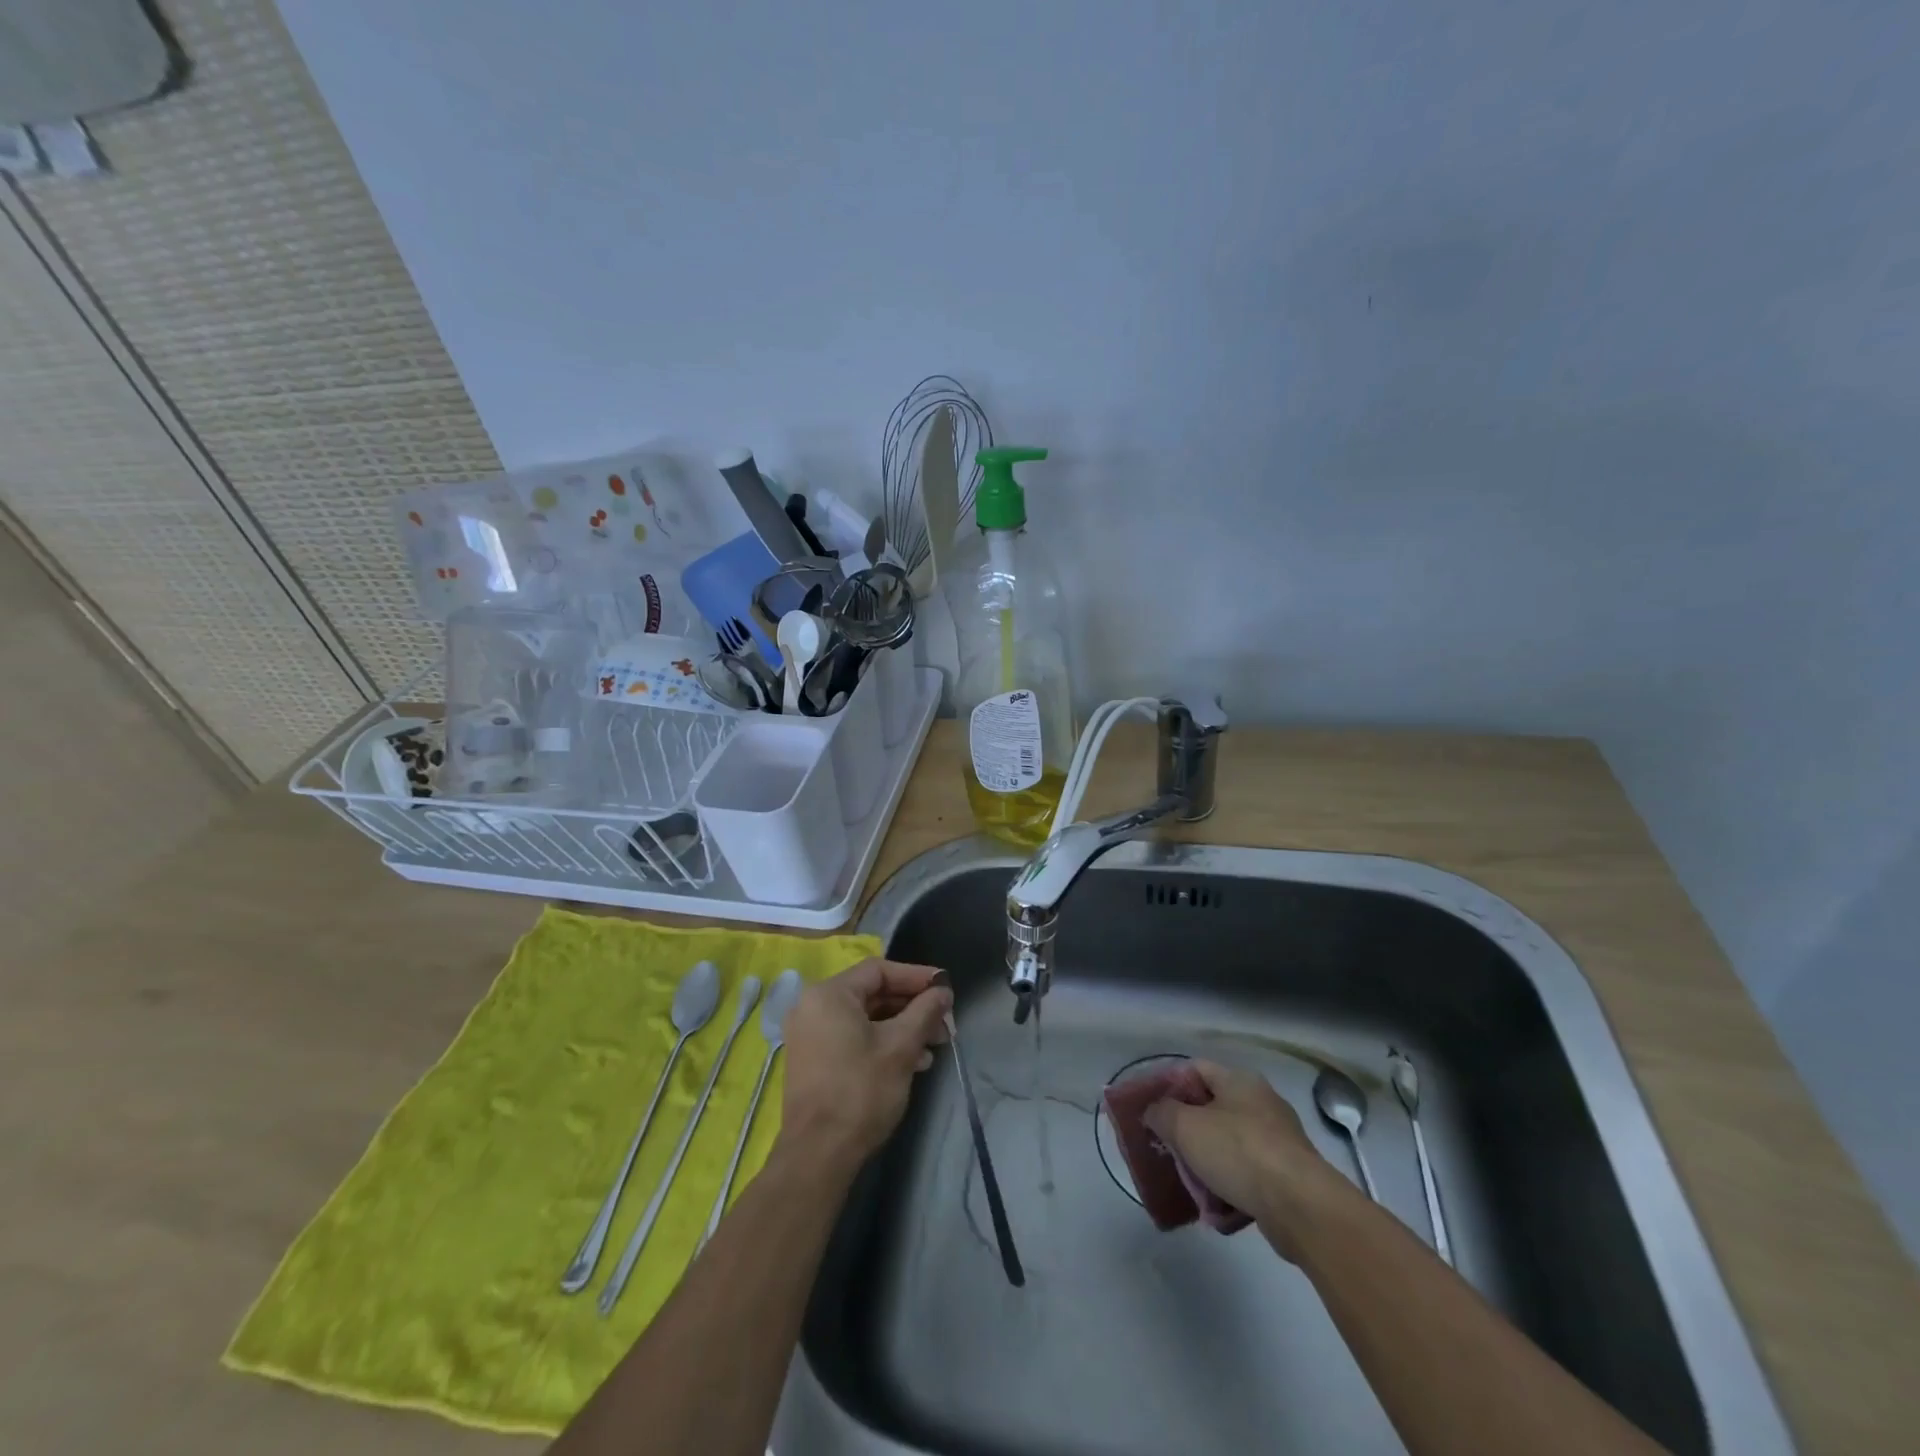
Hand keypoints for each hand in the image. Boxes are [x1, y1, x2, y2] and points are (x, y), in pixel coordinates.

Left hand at [779, 958, 952, 1169]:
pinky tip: (912, 1063)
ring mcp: (810, 1035)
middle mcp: (813, 1007)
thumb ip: (925, 1011)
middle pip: (872, 993)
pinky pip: (852, 1037)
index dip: (916, 976)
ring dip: (901, 1027)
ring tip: (933, 1047)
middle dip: (912, 1007)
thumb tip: (943, 991)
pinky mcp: (813, 1060)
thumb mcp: (901, 1047)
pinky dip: (882, 1042)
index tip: (945, 988)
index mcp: (829, 994)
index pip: (879, 970)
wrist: (818, 1155)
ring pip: (865, 1018)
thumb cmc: (860, 1092)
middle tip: (943, 1022)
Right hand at [1143, 1059, 1345, 1259]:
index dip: (1169, 1084)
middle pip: (1211, 1110)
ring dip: (1207, 1166)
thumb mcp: (1185, 1126)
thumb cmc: (1239, 1152)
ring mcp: (1278, 1141)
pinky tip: (1216, 1210)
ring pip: (1228, 1146)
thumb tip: (1155, 1112)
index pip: (1195, 1069)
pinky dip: (1230, 1190)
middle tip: (1166, 1149)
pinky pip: (1248, 1177)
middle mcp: (1261, 1103)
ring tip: (1189, 1186)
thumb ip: (1161, 1113)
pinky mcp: (1288, 1177)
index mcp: (1239, 1081)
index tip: (1150, 1108)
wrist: (1301, 1207)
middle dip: (1186, 1132)